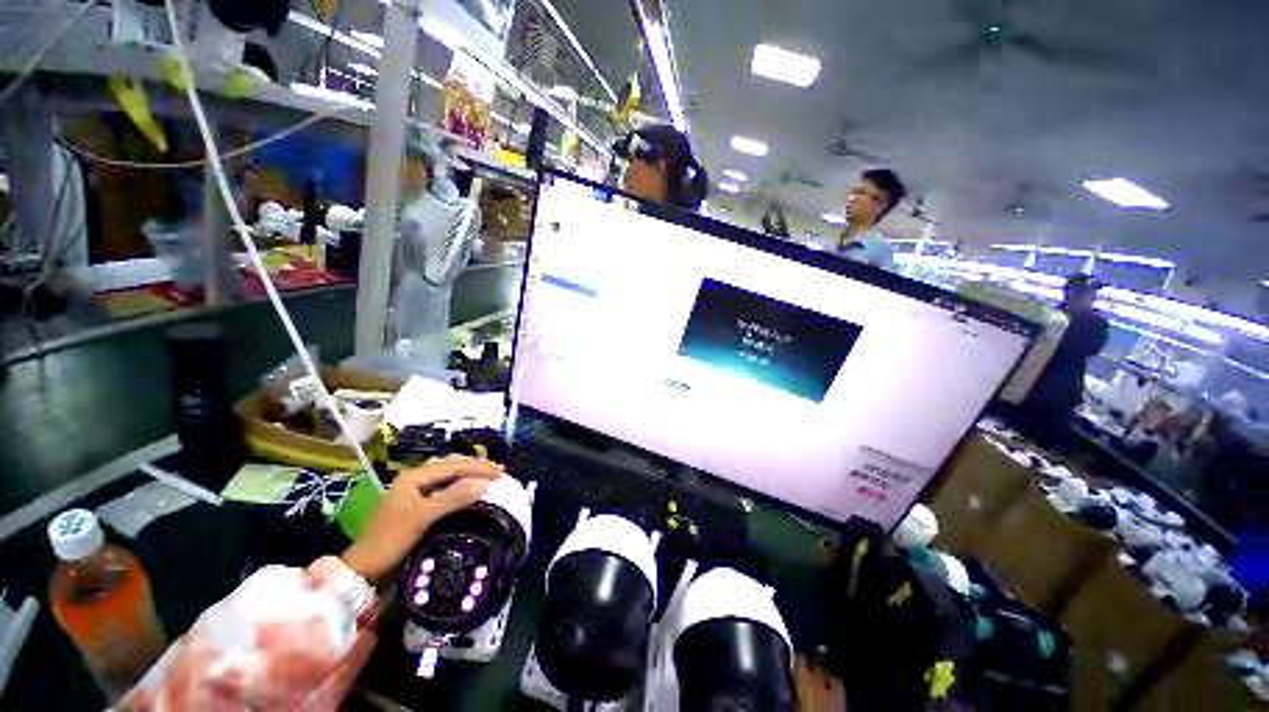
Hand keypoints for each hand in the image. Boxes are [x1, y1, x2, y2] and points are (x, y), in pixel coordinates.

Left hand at [342, 456, 503, 581]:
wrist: (364, 568)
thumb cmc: (391, 539)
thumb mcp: (424, 516)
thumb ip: (454, 498)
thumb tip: (484, 484)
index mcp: (415, 476)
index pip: (454, 466)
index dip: (479, 468)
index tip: (501, 473)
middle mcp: (414, 478)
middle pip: (450, 465)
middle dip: (475, 466)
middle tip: (497, 471)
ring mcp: (413, 490)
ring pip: (446, 474)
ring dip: (467, 473)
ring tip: (486, 475)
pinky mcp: (414, 503)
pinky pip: (442, 486)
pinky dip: (458, 484)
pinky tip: (466, 488)